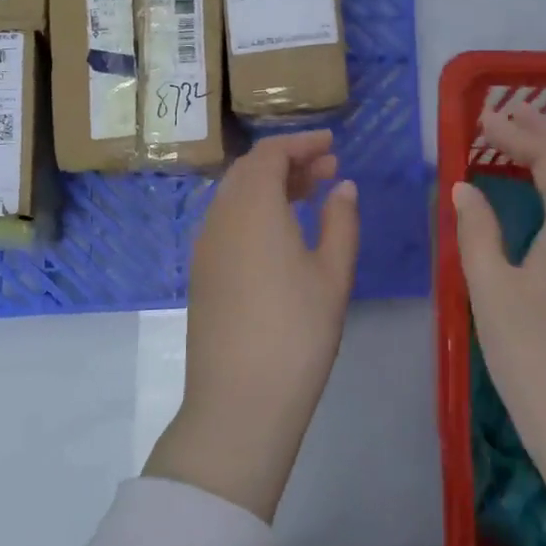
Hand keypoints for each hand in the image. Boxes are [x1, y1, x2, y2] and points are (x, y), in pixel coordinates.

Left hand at [144, 130, 359, 521]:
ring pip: (235, 197)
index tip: (332, 145)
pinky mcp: (202, 274)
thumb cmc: (297, 332)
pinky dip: (255, 211)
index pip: (270, 155)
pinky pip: (227, 222)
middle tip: (328, 169)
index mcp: (252, 209)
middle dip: (288, 162)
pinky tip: (282, 233)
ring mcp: (205, 248)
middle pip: (249, 171)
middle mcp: (220, 218)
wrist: (239, 402)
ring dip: (271, 186)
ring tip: (310, 196)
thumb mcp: (333, 274)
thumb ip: (341, 221)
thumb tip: (343, 186)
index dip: (301, 143)